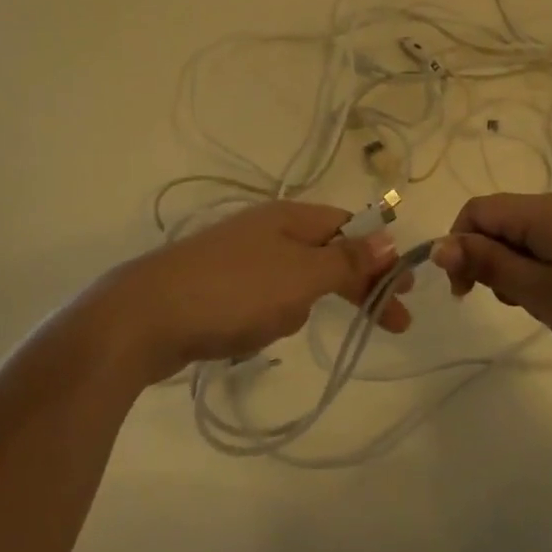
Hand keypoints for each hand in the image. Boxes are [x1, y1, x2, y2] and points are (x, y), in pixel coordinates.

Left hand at [77, 201, 412, 386]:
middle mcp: (266, 229)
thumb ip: (346, 259)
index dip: (383, 256)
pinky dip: (270, 316)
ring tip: (276, 326)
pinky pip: (263, 299)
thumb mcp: (301, 276)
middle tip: (393, 324)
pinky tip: (251, 334)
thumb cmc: (233, 292)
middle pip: (328, 253)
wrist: (143, 318)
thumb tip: (389, 236)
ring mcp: (239, 257)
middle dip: (357, 286)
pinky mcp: (218, 286)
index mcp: (289, 217)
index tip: (408, 290)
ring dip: (303, 304)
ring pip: (295, 280)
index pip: (351, 228)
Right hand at [430, 193, 551, 389]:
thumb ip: (489, 265)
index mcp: (545, 211)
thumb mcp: (542, 293)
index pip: (477, 211)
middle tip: (513, 304)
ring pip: (528, 238)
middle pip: (502, 222)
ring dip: (518, 270)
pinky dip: (545, 272)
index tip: (467, 293)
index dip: (459, 246)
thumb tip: (440, 246)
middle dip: (490, 260)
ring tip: (542, 309)